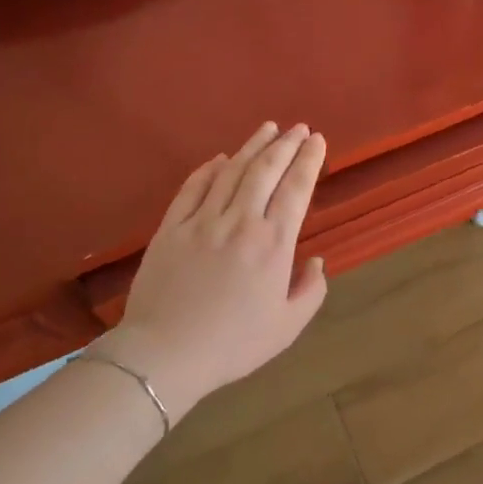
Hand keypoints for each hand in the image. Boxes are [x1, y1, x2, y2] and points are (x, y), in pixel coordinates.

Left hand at [88, 122, 328, 423]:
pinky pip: (193, 188)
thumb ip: (311, 291)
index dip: (308, 160)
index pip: (296, 188)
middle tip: (298, 128)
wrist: (164, 355)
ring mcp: (202, 221)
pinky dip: (209, 169)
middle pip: (266, 169)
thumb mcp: (287, 327)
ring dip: (252, 146)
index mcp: (273, 244)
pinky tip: (220, 158)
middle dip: (286, 144)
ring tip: (267, 129)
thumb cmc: (232, 344)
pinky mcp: (171, 228)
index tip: (317, 139)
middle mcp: (241, 221)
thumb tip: (316, 261)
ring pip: (231, 171)